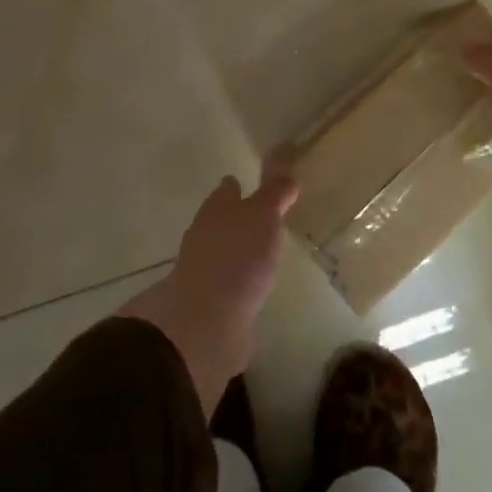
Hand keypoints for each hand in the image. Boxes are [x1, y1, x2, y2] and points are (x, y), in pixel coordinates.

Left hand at [119, 161, 299, 415]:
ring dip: (237, 251)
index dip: (234, 186)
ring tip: (260, 253)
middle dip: (235, 219)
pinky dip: (237, 282)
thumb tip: (287, 173)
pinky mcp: (210, 304)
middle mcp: (205, 236)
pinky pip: (226, 285)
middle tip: (259, 218)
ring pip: (222, 252)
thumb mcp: (263, 215)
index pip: (226, 191)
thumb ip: (274, 193)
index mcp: (216, 210)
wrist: (206, 319)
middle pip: (220, 221)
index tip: (242, 182)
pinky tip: (252, 288)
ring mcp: (203, 272)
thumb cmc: (237, 255)